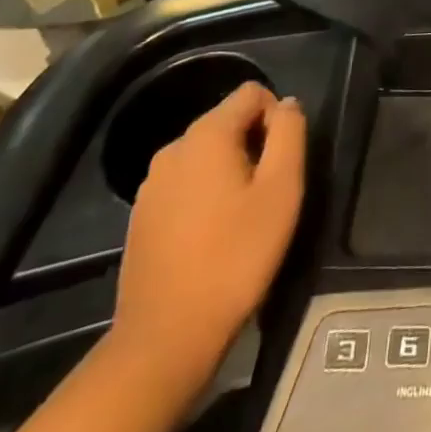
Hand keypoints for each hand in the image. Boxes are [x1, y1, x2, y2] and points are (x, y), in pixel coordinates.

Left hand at [112, 83, 305, 381]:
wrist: (165, 338)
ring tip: (242, 218)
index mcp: (206, 134)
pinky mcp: (140, 217)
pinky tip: (213, 238)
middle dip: (254, 145)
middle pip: (227, 122)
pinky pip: (184, 185)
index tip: (283, 162)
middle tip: (268, 194)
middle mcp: (173, 148)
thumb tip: (287, 104)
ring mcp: (151, 185)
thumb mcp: (282, 190)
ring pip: (205, 155)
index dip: (277, 117)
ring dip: (229, 172)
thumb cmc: (235, 257)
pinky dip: (205, 196)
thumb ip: (290, 133)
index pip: (252, 93)